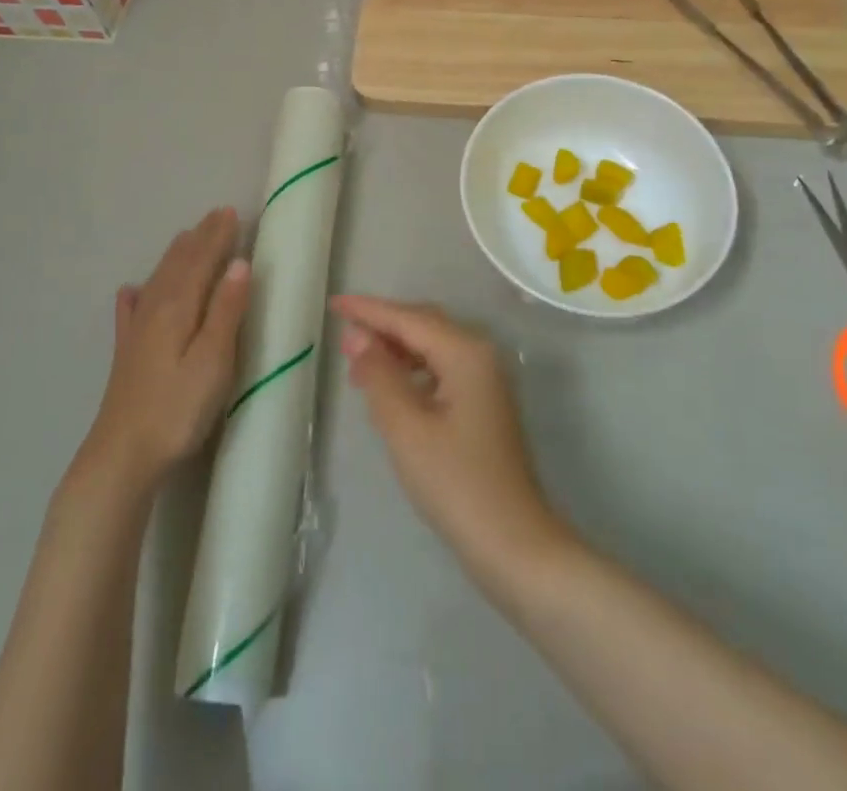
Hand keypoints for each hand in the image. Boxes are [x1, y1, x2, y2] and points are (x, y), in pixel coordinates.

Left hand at [82, 208, 250, 491]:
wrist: (122, 455)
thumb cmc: (177, 409)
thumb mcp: (213, 361)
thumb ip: (226, 311)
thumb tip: (240, 263)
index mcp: (177, 307)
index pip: (200, 261)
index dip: (217, 236)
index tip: (231, 212)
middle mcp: (154, 309)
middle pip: (178, 264)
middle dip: (199, 238)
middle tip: (216, 215)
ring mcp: (136, 331)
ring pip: (158, 280)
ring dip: (176, 256)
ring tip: (187, 238)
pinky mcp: (126, 352)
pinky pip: (133, 308)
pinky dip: (138, 292)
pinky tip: (130, 291)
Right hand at [332, 295, 570, 581]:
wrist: (513, 544)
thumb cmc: (456, 483)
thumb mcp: (406, 428)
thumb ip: (379, 375)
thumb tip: (357, 336)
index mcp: (465, 352)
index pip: (408, 318)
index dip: (368, 309)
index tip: (333, 302)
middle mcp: (479, 354)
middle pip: (423, 324)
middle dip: (382, 325)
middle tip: (341, 331)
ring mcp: (485, 379)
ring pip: (432, 346)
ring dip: (395, 349)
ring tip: (356, 362)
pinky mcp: (484, 403)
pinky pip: (440, 368)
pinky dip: (412, 370)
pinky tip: (389, 386)